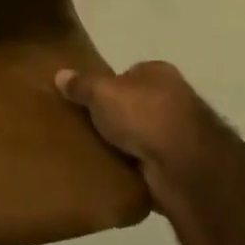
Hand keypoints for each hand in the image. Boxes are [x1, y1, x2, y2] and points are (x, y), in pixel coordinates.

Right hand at [54, 60, 215, 216]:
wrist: (184, 167)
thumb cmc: (143, 115)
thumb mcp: (101, 92)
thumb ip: (81, 84)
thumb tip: (60, 75)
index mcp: (159, 73)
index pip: (129, 74)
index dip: (109, 85)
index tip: (89, 100)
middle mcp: (175, 99)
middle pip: (137, 104)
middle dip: (117, 116)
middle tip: (88, 126)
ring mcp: (181, 135)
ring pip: (143, 135)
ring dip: (127, 144)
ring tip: (95, 151)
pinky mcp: (181, 167)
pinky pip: (148, 164)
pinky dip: (135, 168)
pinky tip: (114, 172)